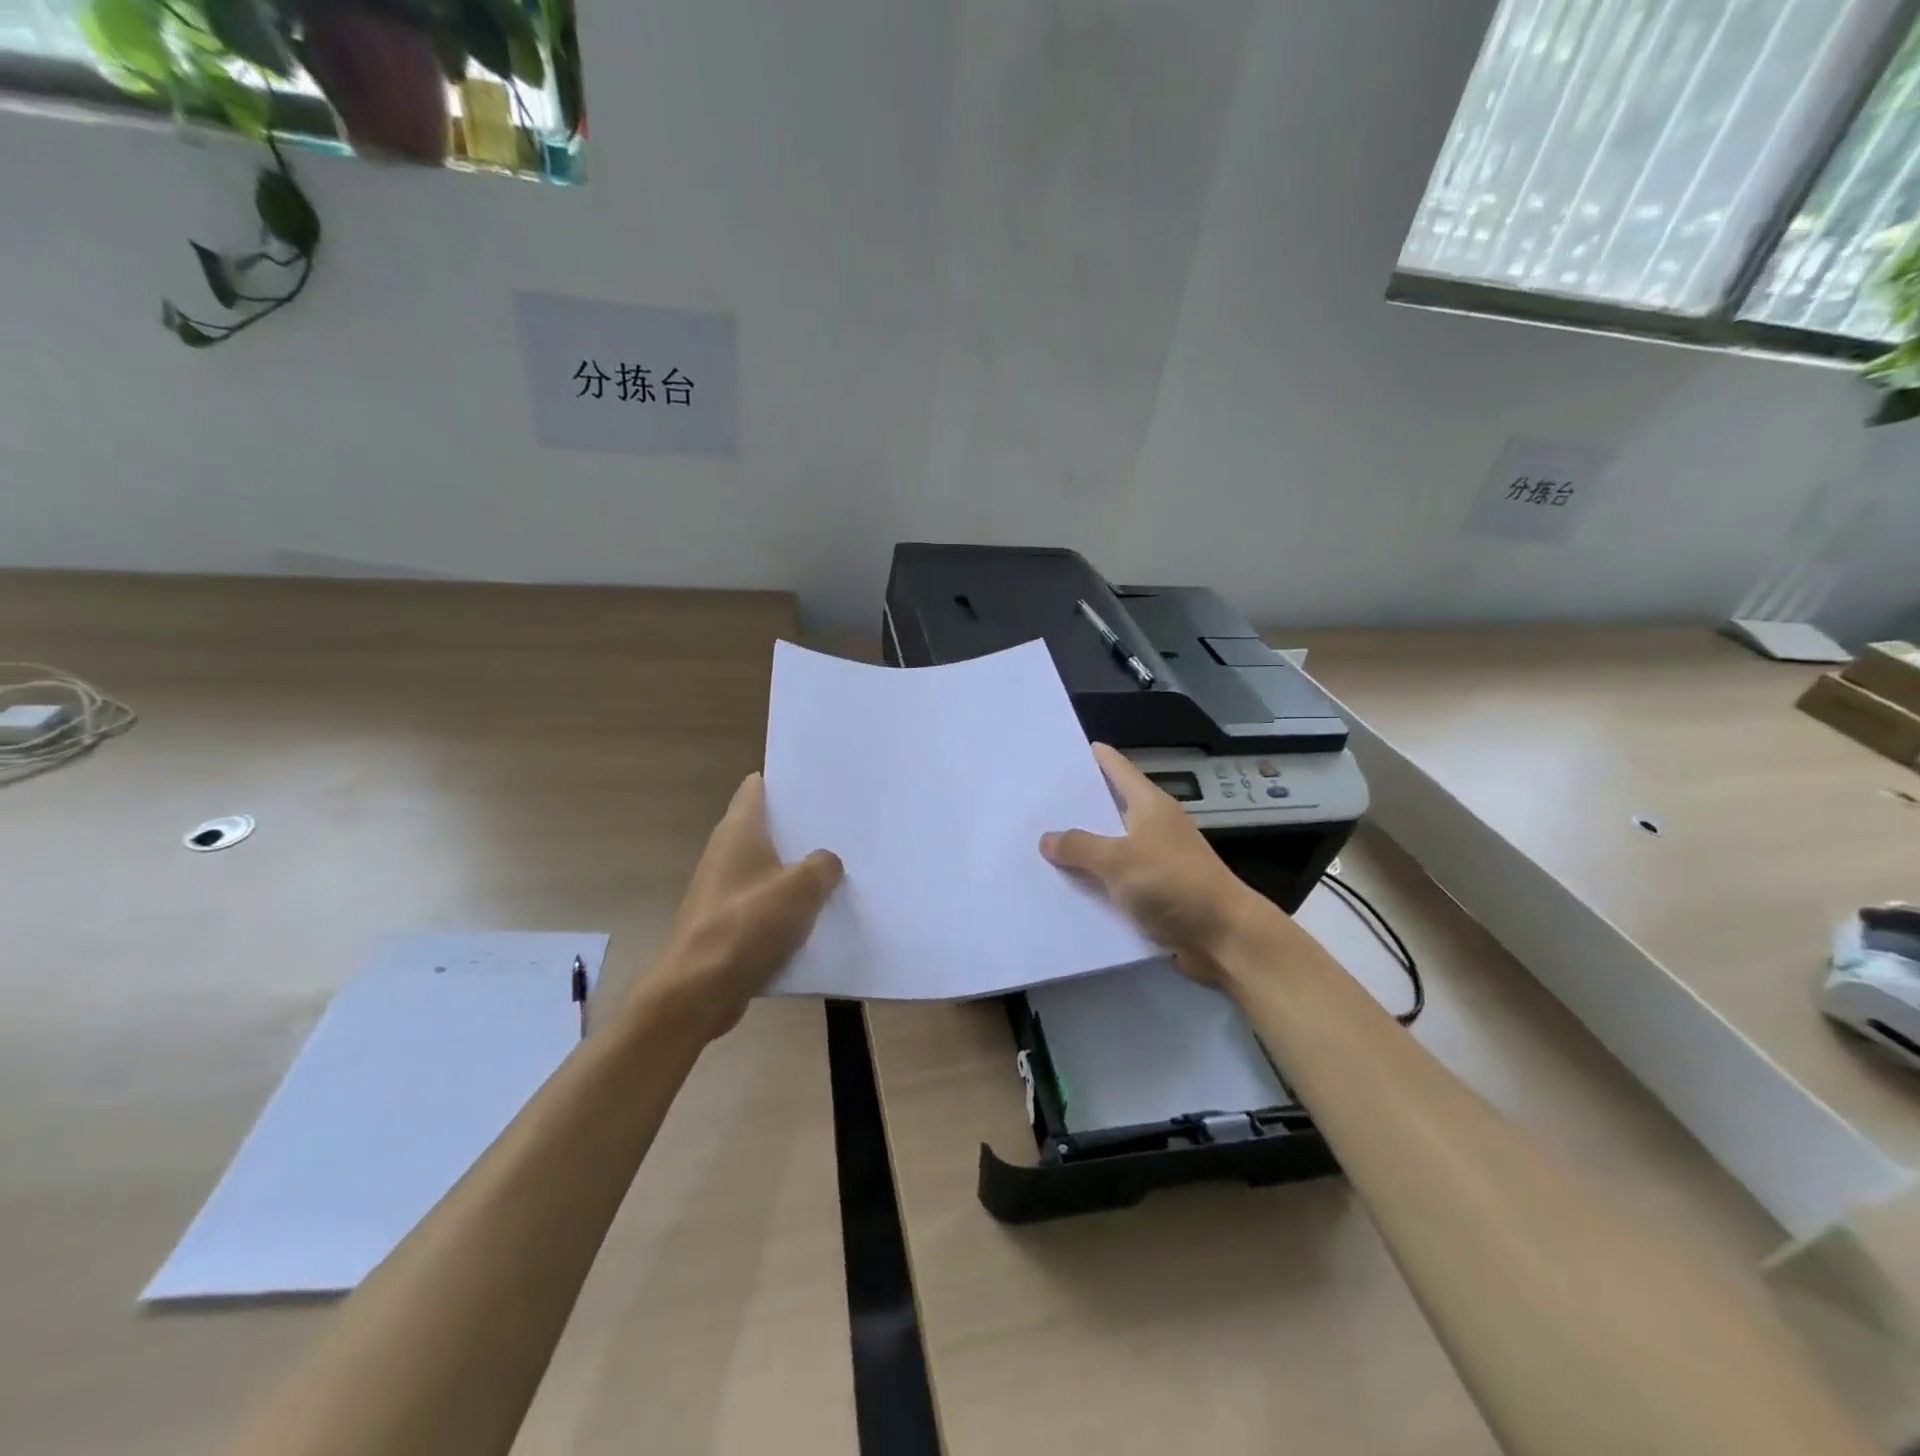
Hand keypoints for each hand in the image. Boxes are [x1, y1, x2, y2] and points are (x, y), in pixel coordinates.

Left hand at [649, 773, 841, 1039]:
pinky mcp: (724, 923)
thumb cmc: (748, 925)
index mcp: (738, 831)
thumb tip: (826, 863)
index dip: (785, 783)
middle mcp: (725, 853)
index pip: (756, 788)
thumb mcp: (803, 888)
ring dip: (795, 870)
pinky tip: (815, 916)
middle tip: (840, 827)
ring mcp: (722, 890)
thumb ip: (823, 866)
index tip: (817, 785)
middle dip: (800, 829)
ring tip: (836, 870)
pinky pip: (762, 904)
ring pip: (766, 868)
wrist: (700, 990)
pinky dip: (784, 906)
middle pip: (765, 829)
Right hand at [1040, 743, 1279, 982]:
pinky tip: (1065, 889)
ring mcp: (1155, 860)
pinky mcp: (1155, 892)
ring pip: (1110, 847)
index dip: (1093, 757)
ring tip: (1039, 846)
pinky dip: (1094, 882)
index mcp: (1150, 805)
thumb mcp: (1118, 859)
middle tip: (1036, 802)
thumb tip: (1046, 838)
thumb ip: (1079, 846)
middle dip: (1076, 806)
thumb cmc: (1173, 883)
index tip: (1062, 750)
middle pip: (1110, 808)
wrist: (1223, 936)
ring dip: (1082, 850)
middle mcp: (1154, 826)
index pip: (1117, 768)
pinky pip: (1116, 881)